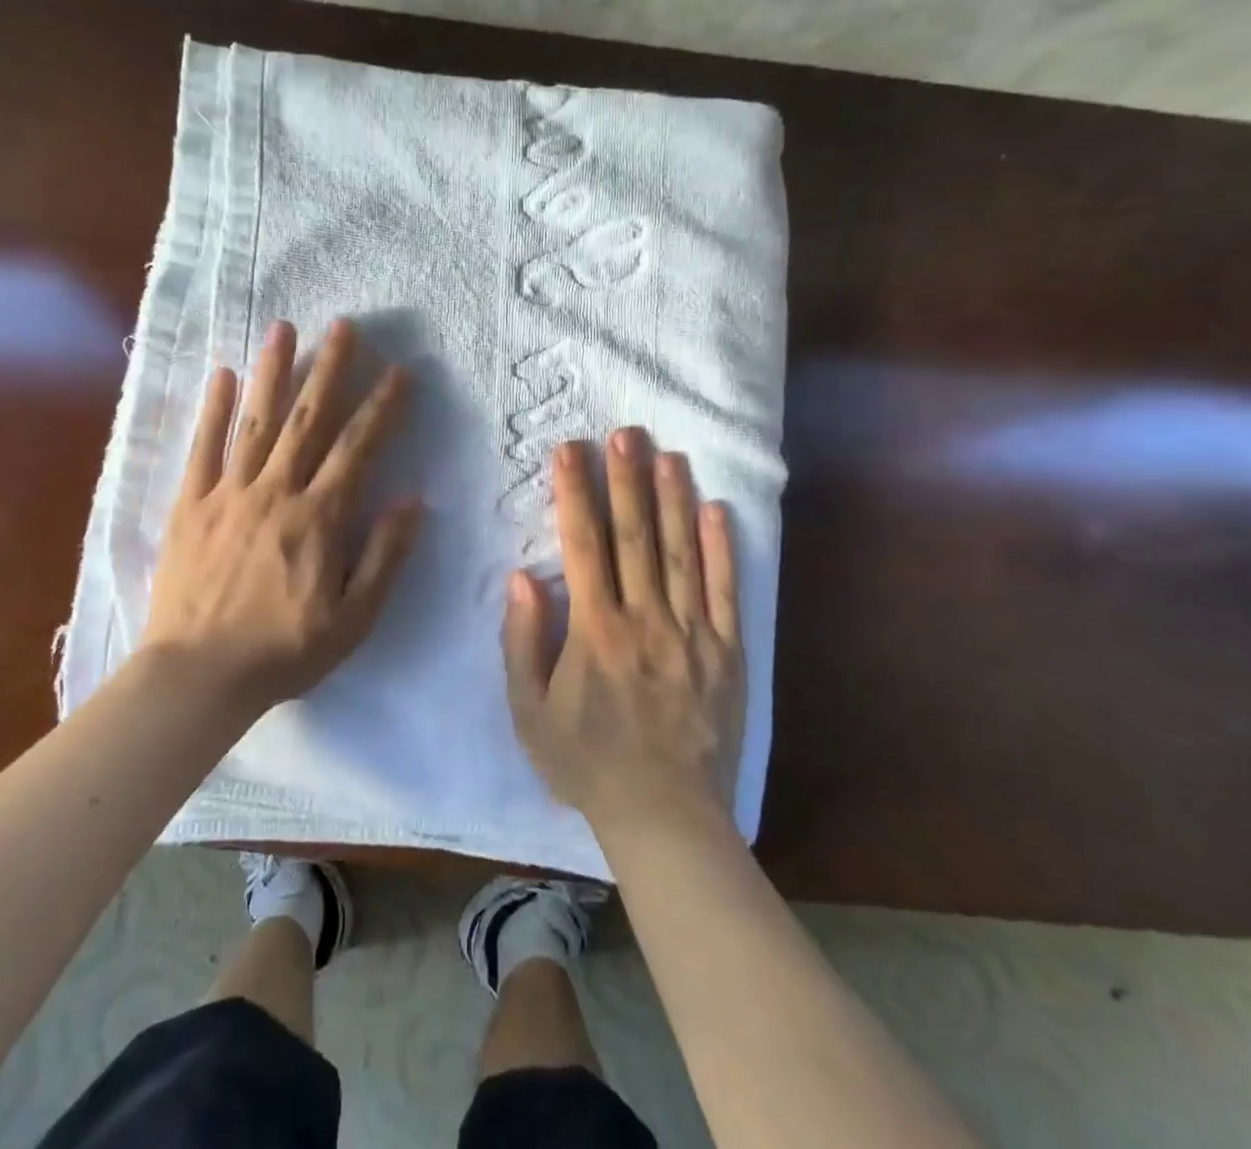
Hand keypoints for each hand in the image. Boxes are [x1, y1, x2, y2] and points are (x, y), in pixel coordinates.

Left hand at [140, 317, 421, 713]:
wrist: (197, 676)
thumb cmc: (283, 651)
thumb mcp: (353, 619)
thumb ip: (384, 557)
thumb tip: (412, 501)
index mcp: (318, 517)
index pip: (358, 448)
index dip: (382, 407)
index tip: (399, 371)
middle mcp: (275, 491)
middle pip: (308, 419)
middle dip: (330, 369)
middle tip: (344, 326)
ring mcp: (227, 492)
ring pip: (255, 420)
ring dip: (272, 371)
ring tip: (284, 328)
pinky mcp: (190, 504)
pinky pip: (202, 447)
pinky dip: (212, 409)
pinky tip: (222, 374)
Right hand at [503, 428, 744, 841]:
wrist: (666, 818)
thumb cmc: (587, 763)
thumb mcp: (529, 711)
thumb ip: (523, 641)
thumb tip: (523, 576)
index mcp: (594, 632)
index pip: (583, 546)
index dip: (575, 494)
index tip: (570, 451)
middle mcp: (645, 621)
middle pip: (635, 537)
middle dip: (626, 480)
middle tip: (624, 433)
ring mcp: (691, 634)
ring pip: (681, 553)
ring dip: (673, 499)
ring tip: (667, 453)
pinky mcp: (726, 652)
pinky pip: (724, 591)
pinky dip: (721, 549)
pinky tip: (716, 509)